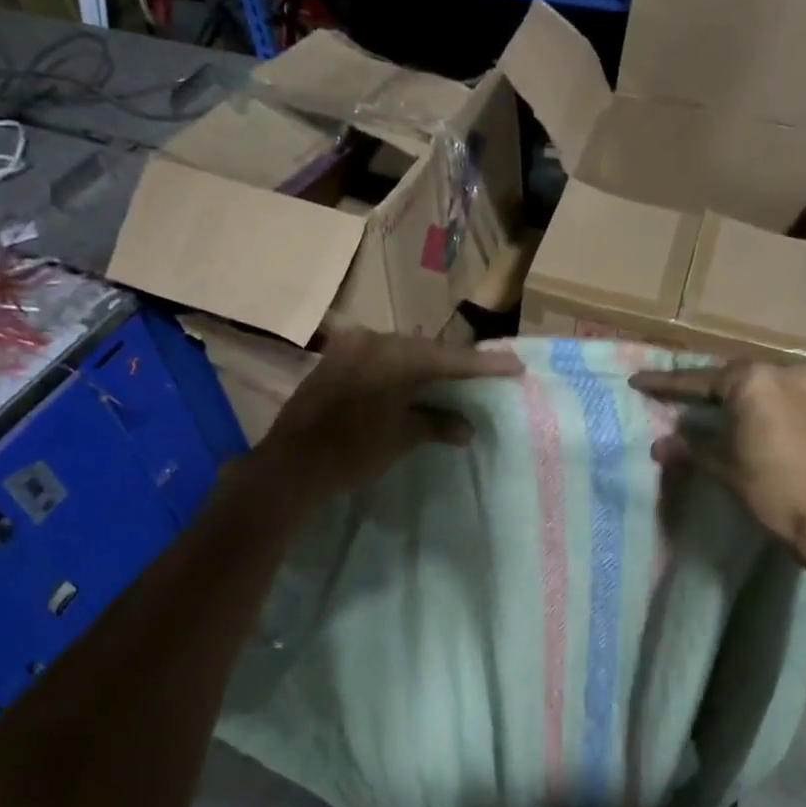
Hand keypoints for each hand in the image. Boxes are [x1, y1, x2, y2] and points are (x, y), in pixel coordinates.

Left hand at [253, 327, 521, 502]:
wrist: (291, 465)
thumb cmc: (352, 452)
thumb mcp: (400, 438)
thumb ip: (435, 424)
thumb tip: (465, 428)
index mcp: (395, 357)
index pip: (450, 359)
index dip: (484, 365)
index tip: (515, 366)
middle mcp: (373, 341)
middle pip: (425, 350)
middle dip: (453, 365)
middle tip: (482, 374)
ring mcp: (349, 349)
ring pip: (400, 353)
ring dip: (425, 368)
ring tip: (451, 381)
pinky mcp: (334, 361)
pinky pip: (379, 360)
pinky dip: (399, 372)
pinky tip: (412, 386)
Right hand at [629, 361, 805, 563]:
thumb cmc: (773, 491)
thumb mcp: (724, 468)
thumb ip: (691, 448)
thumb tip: (660, 445)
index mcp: (754, 382)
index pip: (699, 380)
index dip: (666, 383)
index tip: (638, 381)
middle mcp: (786, 372)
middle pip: (732, 375)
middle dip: (702, 386)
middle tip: (674, 395)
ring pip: (761, 383)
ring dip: (734, 394)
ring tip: (709, 407)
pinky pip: (784, 394)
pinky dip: (762, 403)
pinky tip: (749, 418)